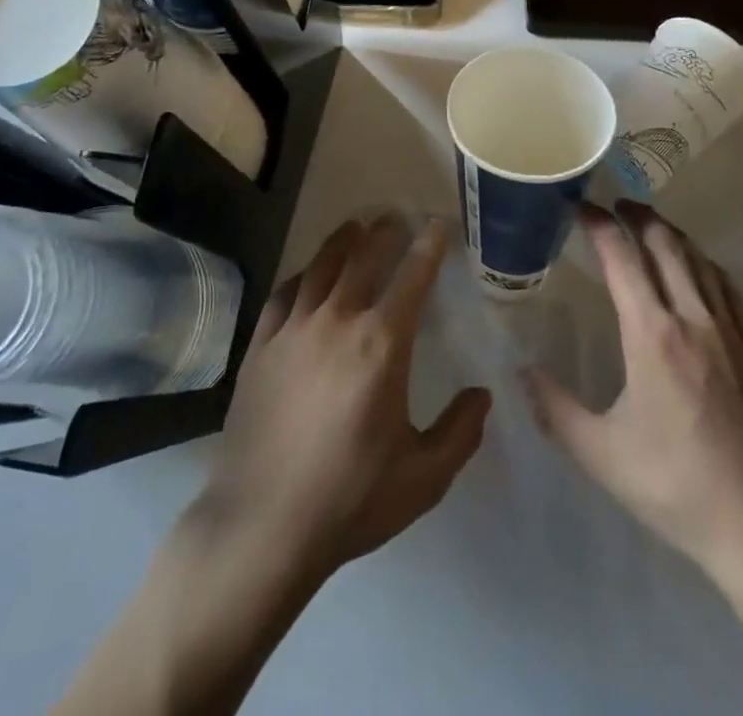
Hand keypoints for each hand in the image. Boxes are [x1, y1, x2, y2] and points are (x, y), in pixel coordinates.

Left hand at [196, 213, 492, 582]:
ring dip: (343, 240)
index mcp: (381, 344)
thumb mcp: (423, 477)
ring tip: (356, 226)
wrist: (263, 526)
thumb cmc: (351, 500)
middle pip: (364, 256)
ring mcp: (293, 330)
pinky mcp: (260, 346)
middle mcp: (337, 321)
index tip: (437, 225)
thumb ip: (460, 432)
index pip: (412, 277)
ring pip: (321, 265)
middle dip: (385, 230)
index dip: (428, 245)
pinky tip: (308, 275)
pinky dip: (302, 275)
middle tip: (396, 215)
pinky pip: (284, 293)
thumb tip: (482, 395)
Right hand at [521, 200, 742, 573]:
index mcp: (652, 335)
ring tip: (651, 225)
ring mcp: (730, 332)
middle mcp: (692, 319)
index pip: (623, 260)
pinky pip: (727, 288)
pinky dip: (705, 264)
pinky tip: (699, 269)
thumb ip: (555, 409)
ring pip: (700, 261)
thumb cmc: (675, 485)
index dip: (600, 226)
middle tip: (615, 206)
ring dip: (672, 234)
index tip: (581, 207)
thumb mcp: (601, 454)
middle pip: (666, 246)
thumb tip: (521, 371)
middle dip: (638, 218)